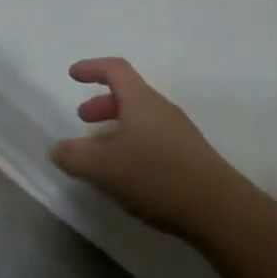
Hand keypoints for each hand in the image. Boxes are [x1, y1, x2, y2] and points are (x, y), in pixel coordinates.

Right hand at [50, 58, 242, 239]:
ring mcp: (179, 133)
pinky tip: (127, 175)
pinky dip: (133, 145)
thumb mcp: (103, 167)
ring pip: (141, 119)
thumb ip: (74, 156)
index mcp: (140, 100)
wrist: (219, 209)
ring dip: (117, 128)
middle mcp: (161, 109)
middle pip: (129, 94)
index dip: (92, 68)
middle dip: (103, 103)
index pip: (115, 69)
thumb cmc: (156, 176)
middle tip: (83, 119)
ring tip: (101, 153)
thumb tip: (57, 149)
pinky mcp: (190, 157)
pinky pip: (154, 139)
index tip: (73, 74)